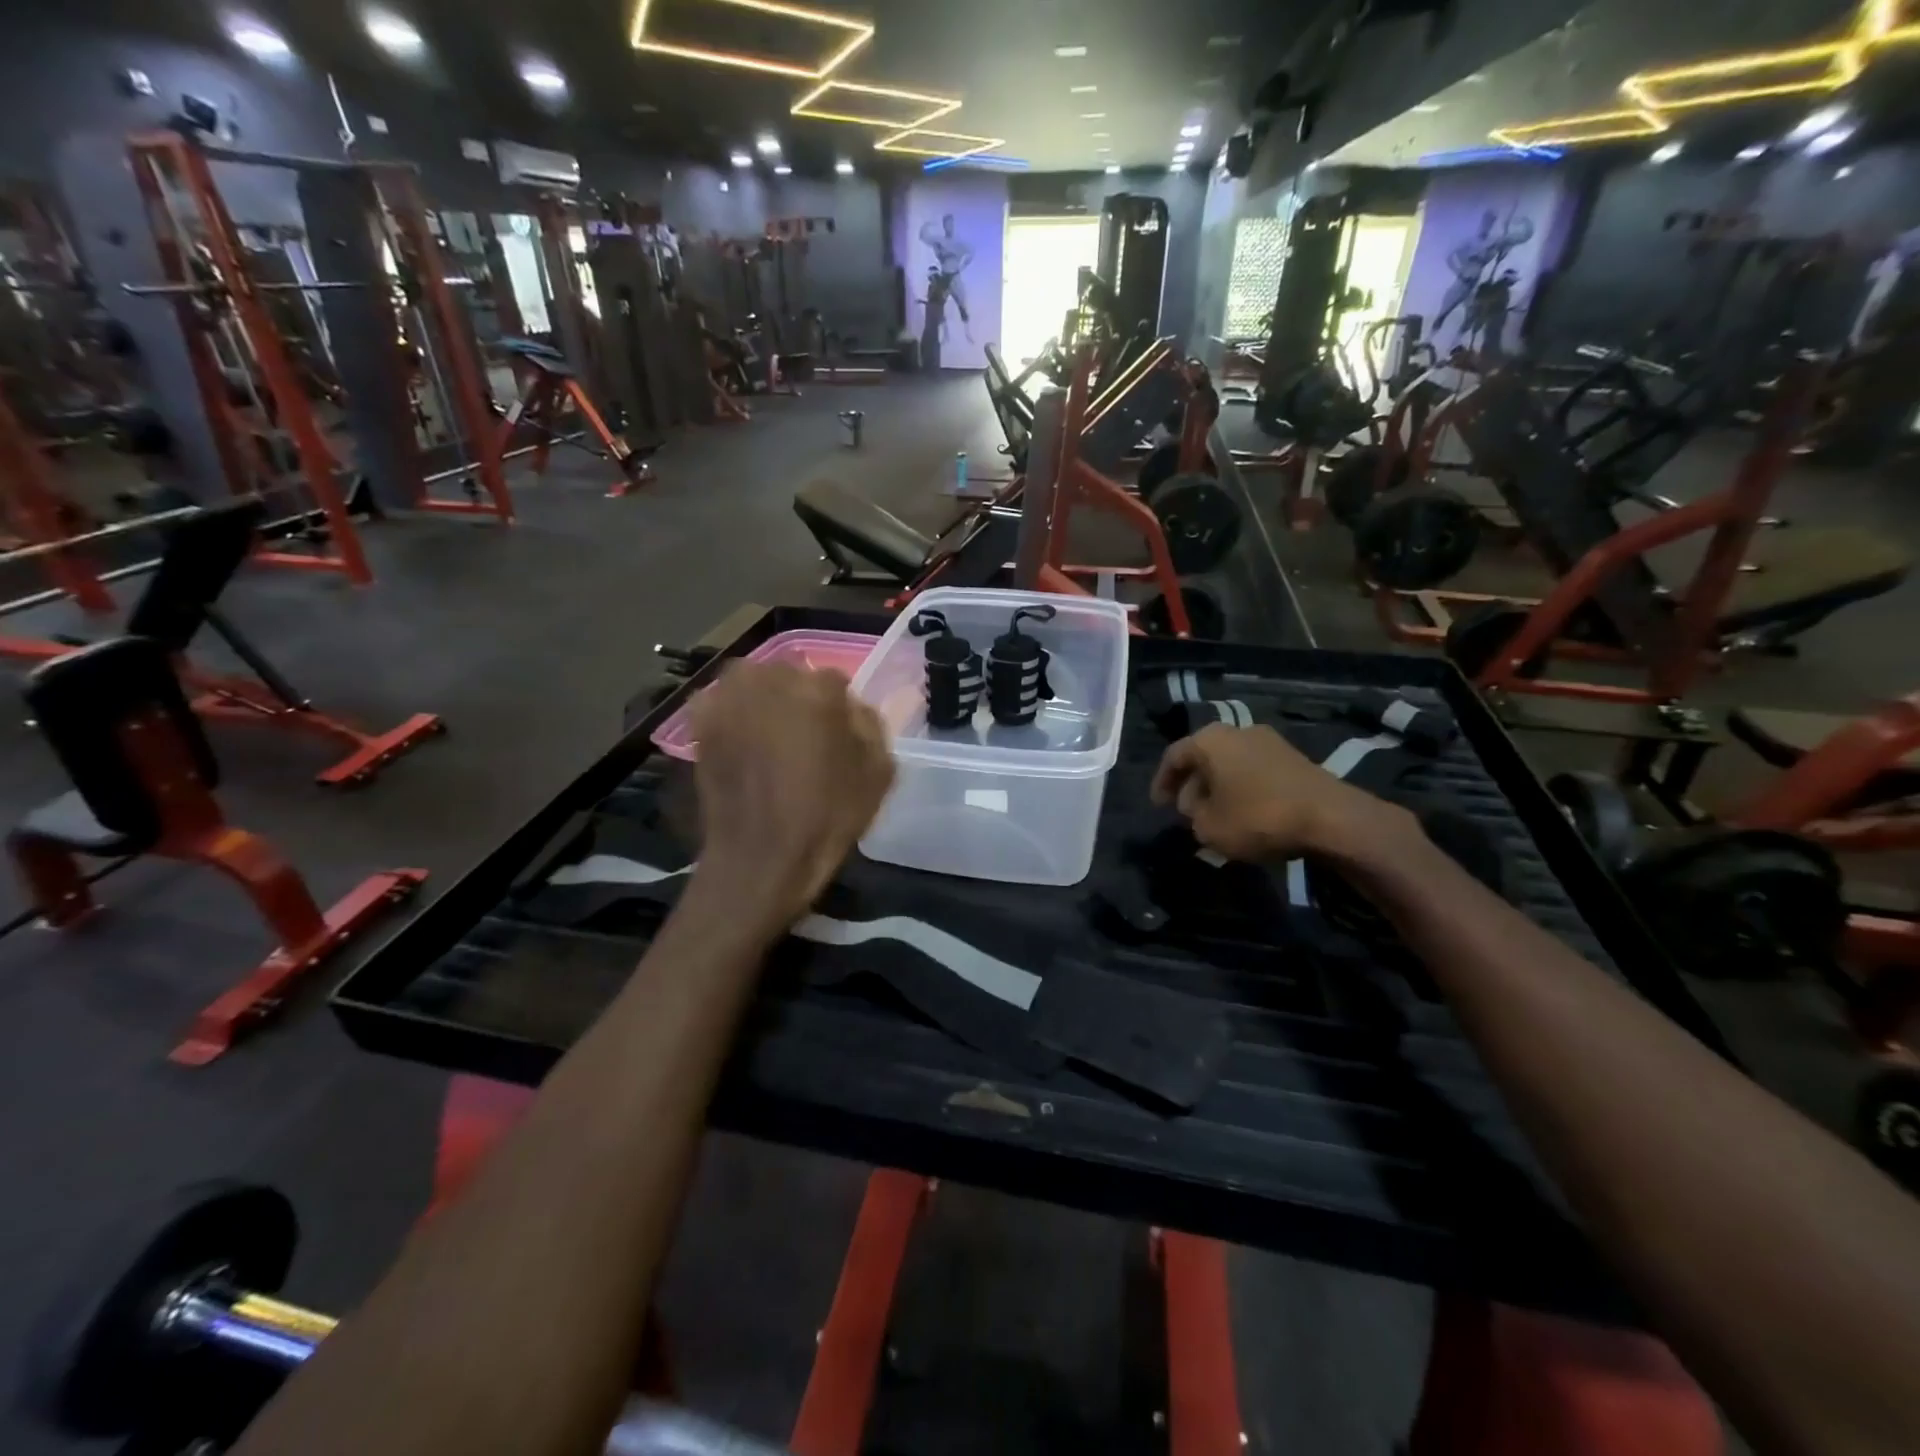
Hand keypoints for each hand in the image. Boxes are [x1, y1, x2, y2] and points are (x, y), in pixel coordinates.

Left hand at [689, 662, 893, 929]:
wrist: (761, 857)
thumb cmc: (827, 818)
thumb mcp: (878, 773)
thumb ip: (869, 725)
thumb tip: (851, 707)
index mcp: (820, 690)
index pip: (835, 680)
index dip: (838, 709)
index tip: (836, 734)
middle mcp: (772, 679)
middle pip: (791, 674)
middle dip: (798, 698)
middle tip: (801, 736)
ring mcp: (731, 696)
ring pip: (753, 681)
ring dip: (762, 699)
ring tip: (767, 735)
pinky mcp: (701, 719)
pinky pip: (720, 700)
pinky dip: (729, 711)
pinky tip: (738, 738)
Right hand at [1151, 723, 1410, 862]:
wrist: (1330, 817)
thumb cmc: (1258, 817)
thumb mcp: (1208, 828)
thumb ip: (1192, 815)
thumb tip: (1198, 805)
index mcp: (1209, 740)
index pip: (1173, 756)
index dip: (1161, 783)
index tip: (1159, 806)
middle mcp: (1237, 731)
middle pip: (1203, 757)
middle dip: (1192, 785)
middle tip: (1188, 812)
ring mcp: (1269, 741)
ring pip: (1230, 763)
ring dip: (1218, 787)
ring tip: (1216, 814)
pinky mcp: (1294, 757)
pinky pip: (1254, 770)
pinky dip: (1243, 788)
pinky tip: (1246, 812)